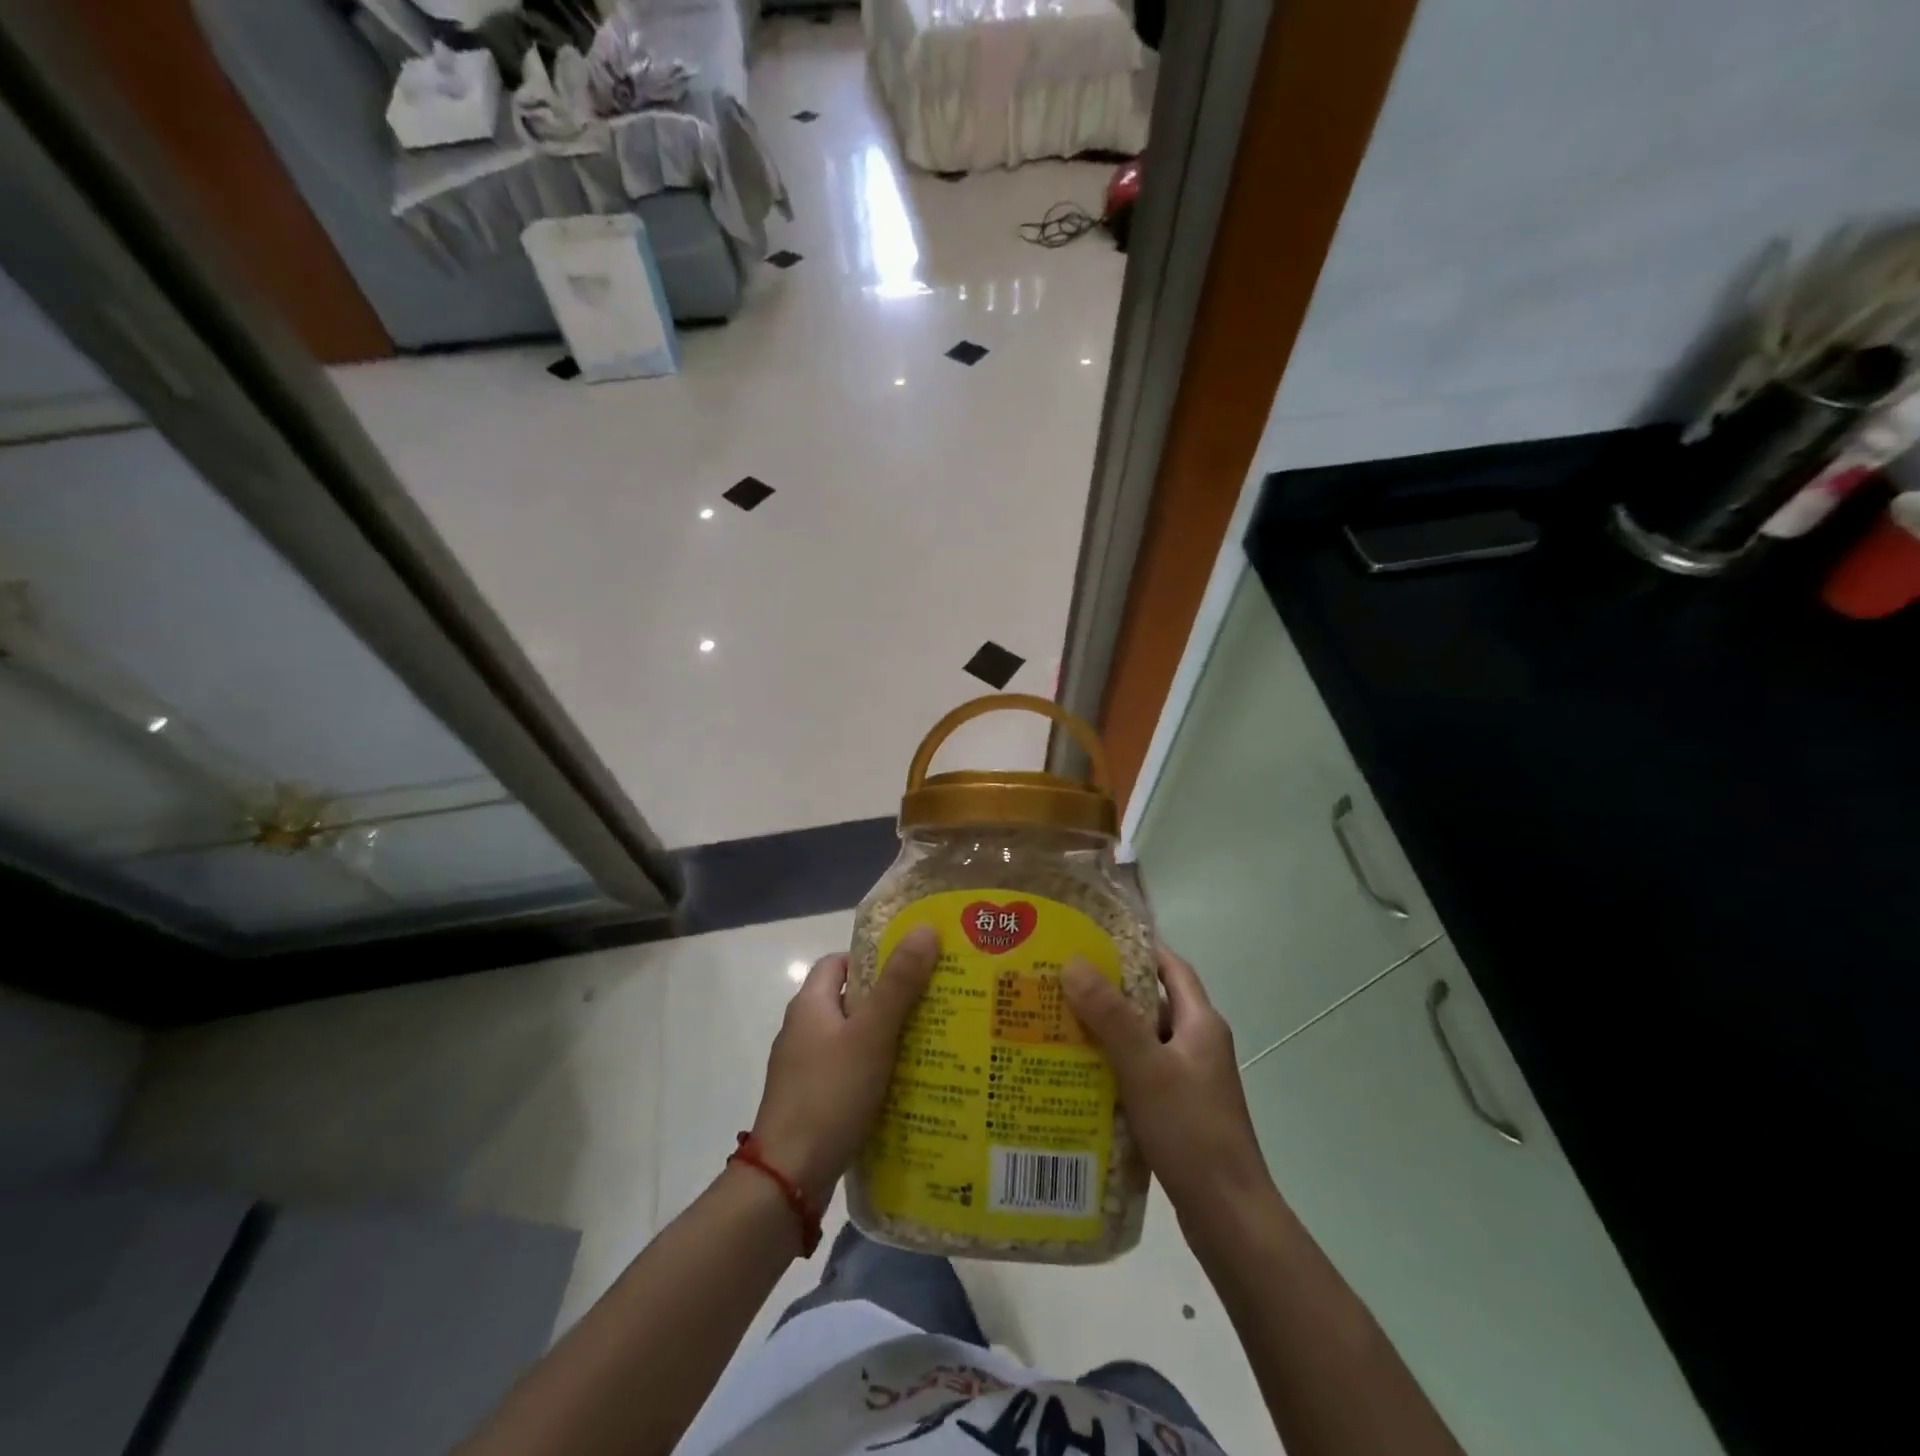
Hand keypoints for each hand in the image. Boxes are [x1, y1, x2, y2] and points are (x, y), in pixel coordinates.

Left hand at [749, 926, 939, 1206]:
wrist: (787, 1179)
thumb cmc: (829, 1094)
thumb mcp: (871, 1034)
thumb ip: (899, 983)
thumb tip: (925, 929)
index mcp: (810, 1005)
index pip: (839, 962)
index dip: (873, 958)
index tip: (912, 966)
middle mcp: (802, 1031)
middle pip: (849, 1000)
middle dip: (888, 1000)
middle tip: (933, 1004)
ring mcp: (803, 1069)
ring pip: (851, 1040)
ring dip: (884, 1039)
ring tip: (929, 1044)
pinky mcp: (812, 1102)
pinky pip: (848, 1073)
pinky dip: (874, 1072)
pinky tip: (904, 1086)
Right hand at [1062, 944, 1274, 1217]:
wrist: (1228, 1217)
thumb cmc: (1191, 1131)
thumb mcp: (1145, 1067)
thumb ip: (1110, 1016)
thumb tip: (1073, 962)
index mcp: (1201, 1024)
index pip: (1171, 967)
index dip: (1138, 947)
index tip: (1094, 936)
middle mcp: (1198, 1044)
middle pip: (1152, 1002)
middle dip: (1111, 990)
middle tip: (1062, 980)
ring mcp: (1190, 1080)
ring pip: (1143, 1040)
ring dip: (1108, 1030)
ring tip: (1060, 1022)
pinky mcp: (1178, 1110)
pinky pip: (1140, 1072)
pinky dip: (1113, 1065)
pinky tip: (1078, 1073)